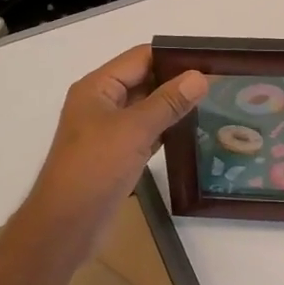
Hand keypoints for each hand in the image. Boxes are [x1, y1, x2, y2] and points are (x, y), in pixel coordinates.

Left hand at [23, 45, 206, 258]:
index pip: (140, 57)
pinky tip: (192, 132)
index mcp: (97, 87)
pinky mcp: (116, 155)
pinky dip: (166, 130)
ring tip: (212, 104)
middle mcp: (101, 103)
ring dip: (173, 107)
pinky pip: (145, 133)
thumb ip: (168, 102)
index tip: (209, 61)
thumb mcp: (134, 130)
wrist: (65, 227)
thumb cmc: (95, 169)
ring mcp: (108, 131)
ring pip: (146, 108)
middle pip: (143, 80)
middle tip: (217, 83)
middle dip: (176, 81)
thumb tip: (200, 76)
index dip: (172, 57)